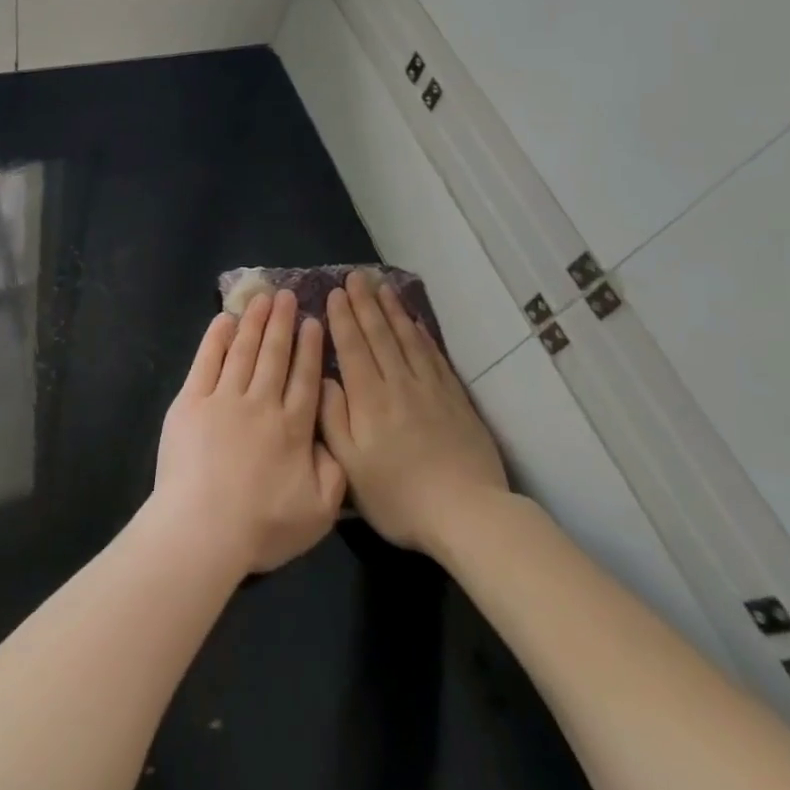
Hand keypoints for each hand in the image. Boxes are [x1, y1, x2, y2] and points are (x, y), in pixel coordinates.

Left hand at [152, 290, 346, 574]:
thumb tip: (336, 440)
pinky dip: (216, 338)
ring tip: (262, 298)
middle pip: (275, 356)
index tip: (313, 322)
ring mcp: (224, 399)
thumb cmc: (261, 526)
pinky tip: (224, 320)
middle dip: (283, 323)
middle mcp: (262, 404)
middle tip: (287, 295)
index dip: (309, 348)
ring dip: (254, 322)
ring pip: (244, 351)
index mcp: (294, 428)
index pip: (305, 378)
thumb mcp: (319, 511)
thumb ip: (333, 472)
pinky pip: (206, 361)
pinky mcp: (191, 402)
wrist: (203, 528)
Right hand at [320, 271, 508, 553]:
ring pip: (408, 340)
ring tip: (383, 287)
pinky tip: (416, 323)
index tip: (335, 292)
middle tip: (356, 276)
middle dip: (366, 304)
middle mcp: (399, 385)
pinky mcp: (455, 400)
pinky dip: (422, 335)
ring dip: (393, 311)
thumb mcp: (350, 467)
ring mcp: (431, 389)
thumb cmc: (398, 496)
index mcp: (369, 400)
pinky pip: (434, 356)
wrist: (467, 513)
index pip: (353, 348)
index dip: (343, 319)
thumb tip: (322, 380)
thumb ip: (332, 419)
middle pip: (380, 335)